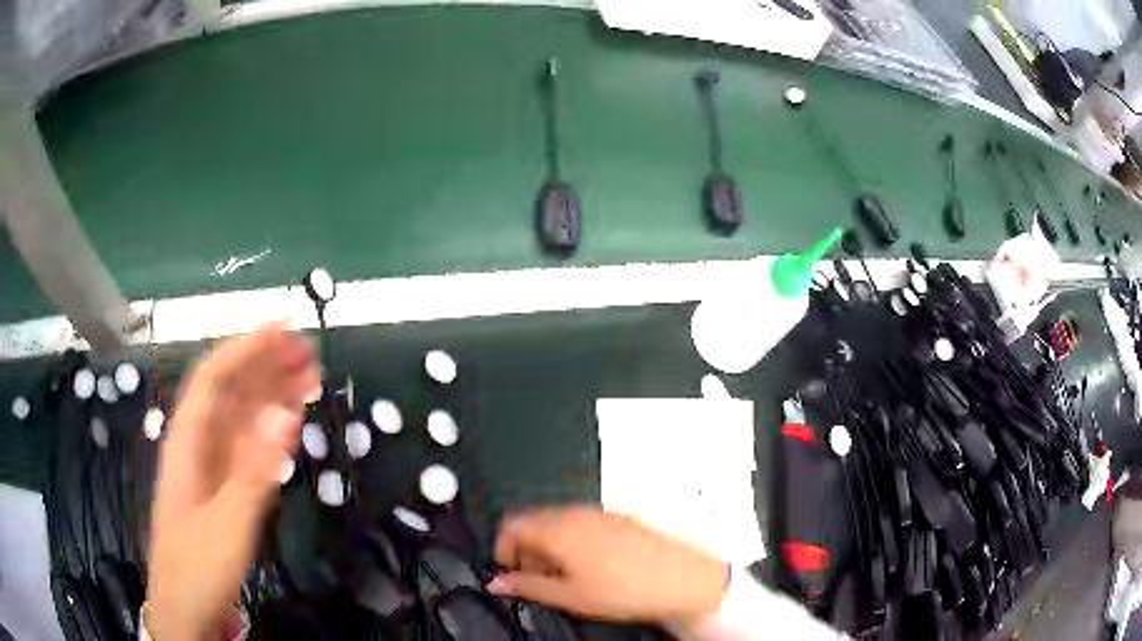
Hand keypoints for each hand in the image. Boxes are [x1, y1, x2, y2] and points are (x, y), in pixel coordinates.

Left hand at [146, 324, 318, 640]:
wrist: (186, 610)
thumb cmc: (197, 566)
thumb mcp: (227, 522)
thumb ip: (254, 470)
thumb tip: (286, 414)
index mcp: (187, 441)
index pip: (214, 378)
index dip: (245, 348)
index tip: (283, 328)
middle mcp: (198, 444)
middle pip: (230, 392)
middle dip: (265, 366)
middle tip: (308, 352)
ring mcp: (212, 467)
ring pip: (242, 418)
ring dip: (272, 395)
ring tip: (308, 378)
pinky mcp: (224, 489)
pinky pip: (249, 449)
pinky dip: (270, 432)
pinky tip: (289, 423)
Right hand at [488, 506, 726, 625]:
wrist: (681, 580)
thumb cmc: (629, 588)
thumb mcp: (569, 596)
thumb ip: (526, 586)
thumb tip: (498, 583)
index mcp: (558, 528)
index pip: (510, 524)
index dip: (503, 550)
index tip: (509, 572)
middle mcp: (576, 513)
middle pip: (533, 522)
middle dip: (526, 550)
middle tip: (534, 580)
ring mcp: (600, 514)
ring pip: (558, 523)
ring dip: (549, 548)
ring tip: (564, 579)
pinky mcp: (619, 519)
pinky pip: (582, 525)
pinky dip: (573, 543)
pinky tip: (589, 570)